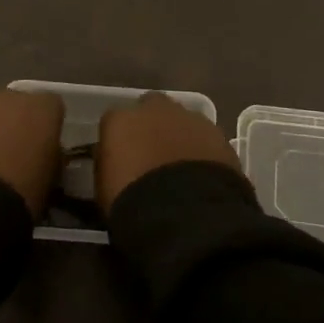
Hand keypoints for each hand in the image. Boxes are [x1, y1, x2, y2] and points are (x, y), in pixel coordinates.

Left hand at [0, 89, 65, 214]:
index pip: (52, 107)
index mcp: (41, 108)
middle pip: (15, 106)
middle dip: (14, 125)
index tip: (44, 150)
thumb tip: (44, 156)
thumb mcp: (51, 179)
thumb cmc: (21, 193)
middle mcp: (7, 98)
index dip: (48, 128)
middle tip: (13, 157)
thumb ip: (50, 157)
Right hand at [96, 91, 241, 213]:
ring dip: (180, 136)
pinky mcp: (218, 134)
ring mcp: (190, 118)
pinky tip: (203, 173)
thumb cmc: (132, 202)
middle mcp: (154, 109)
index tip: (122, 159)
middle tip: (154, 155)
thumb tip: (116, 162)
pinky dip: (203, 150)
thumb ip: (110, 165)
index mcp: (119, 120)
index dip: (119, 139)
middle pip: (152, 108)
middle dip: (153, 126)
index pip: (114, 121)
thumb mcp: (105, 186)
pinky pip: (206, 137)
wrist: (183, 213)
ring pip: (182, 120)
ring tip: (182, 167)